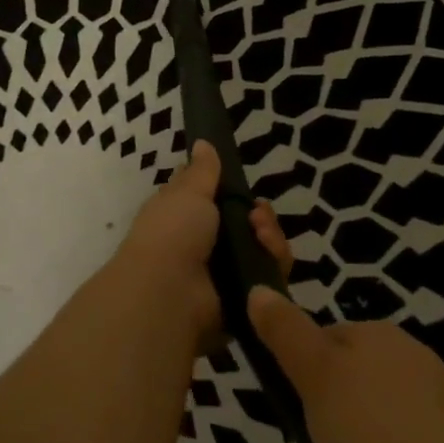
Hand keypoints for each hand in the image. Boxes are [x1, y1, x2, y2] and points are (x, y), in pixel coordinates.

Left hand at [114, 142, 292, 349]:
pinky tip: (269, 253)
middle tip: (258, 216)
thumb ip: (202, 170)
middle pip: (249, 227)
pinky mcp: (244, 300)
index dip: (236, 194)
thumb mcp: (187, 192)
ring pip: (264, 251)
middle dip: (261, 217)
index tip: (244, 187)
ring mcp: (225, 274)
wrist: (169, 293)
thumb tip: (202, 142)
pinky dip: (274, 264)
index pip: (220, 203)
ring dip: (270, 238)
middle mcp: (205, 246)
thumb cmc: (172, 232)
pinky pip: (271, 279)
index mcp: (186, 218)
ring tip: (262, 234)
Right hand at [247, 288, 443, 442]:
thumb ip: (284, 333)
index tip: (294, 430)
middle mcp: (406, 370)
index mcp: (377, 339)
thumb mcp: (316, 375)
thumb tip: (257, 289)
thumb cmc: (378, 434)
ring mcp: (431, 419)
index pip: (320, 348)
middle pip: (336, 408)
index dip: (298, 390)